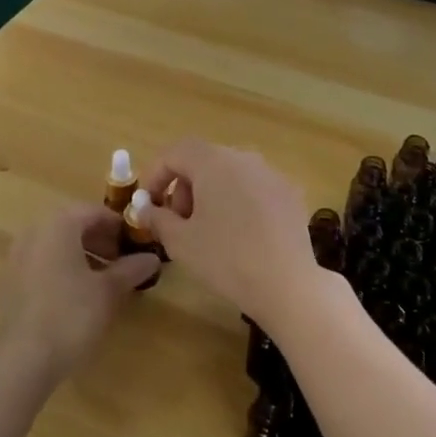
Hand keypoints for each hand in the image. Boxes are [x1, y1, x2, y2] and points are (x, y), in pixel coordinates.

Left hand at [0, 205, 161, 376]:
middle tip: (123, 263)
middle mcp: (34, 233)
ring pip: (56, 246)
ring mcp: (16, 257)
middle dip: (101, 241)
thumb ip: (131, 269)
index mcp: (58, 225)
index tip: (137, 244)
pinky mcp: (8, 283)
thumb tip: (152, 258)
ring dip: (82, 256)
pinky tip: (77, 297)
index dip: (119, 226)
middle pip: (73, 226)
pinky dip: (62, 270)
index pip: (94, 212)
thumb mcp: (109, 291)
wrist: (20, 360)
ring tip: (104, 282)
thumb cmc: (71, 315)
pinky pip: (41, 264)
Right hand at [140, 140, 331, 332]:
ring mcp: (272, 173)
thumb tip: (144, 208)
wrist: (287, 284)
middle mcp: (244, 157)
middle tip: (178, 222)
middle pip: (204, 161)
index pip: (176, 152)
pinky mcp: (290, 193)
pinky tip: (241, 234)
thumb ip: (156, 218)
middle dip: (184, 187)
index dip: (156, 174)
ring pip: (231, 173)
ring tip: (208, 229)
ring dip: (211, 193)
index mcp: (214, 162)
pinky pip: (254, 188)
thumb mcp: (180, 241)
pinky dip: (239, 201)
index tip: (148, 204)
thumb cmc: (225, 259)